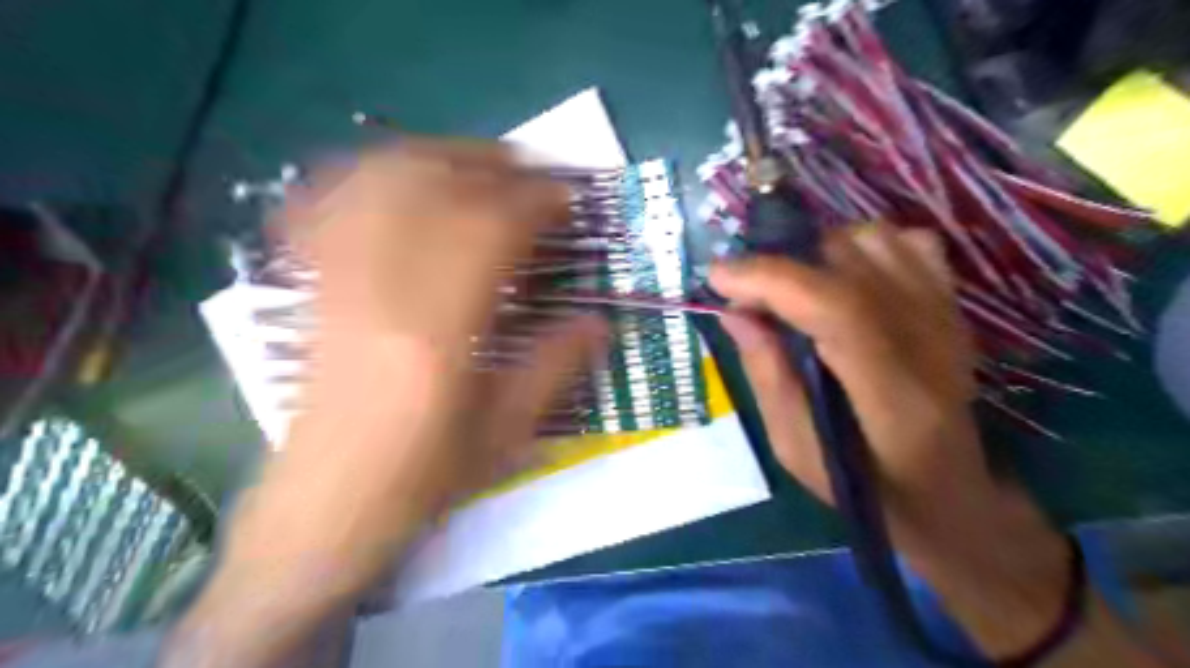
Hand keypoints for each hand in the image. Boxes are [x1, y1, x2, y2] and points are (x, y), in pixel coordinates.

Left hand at [169, 138, 605, 663]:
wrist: (324, 509)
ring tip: (477, 166)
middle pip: (432, 185)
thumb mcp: (506, 434)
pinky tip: (398, 179)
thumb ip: (556, 367)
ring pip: (378, 181)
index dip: (536, 202)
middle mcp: (380, 292)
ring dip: (436, 156)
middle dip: (491, 164)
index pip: (491, 230)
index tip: (568, 200)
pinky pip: (327, 203)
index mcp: (438, 334)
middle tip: (531, 173)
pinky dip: (369, 174)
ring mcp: (335, 283)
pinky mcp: (311, 288)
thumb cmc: (422, 480)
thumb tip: (601, 318)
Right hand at [704, 225, 1070, 656]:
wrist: (953, 493)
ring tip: (794, 289)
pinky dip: (865, 249)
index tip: (718, 279)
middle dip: (781, 266)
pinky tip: (844, 281)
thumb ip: (766, 375)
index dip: (769, 280)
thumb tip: (734, 312)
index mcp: (892, 392)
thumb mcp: (797, 449)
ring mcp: (948, 315)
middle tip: (749, 296)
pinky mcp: (952, 305)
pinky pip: (908, 243)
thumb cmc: (868, 486)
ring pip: (875, 240)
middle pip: (850, 261)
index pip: (835, 307)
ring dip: (819, 253)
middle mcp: (929, 339)